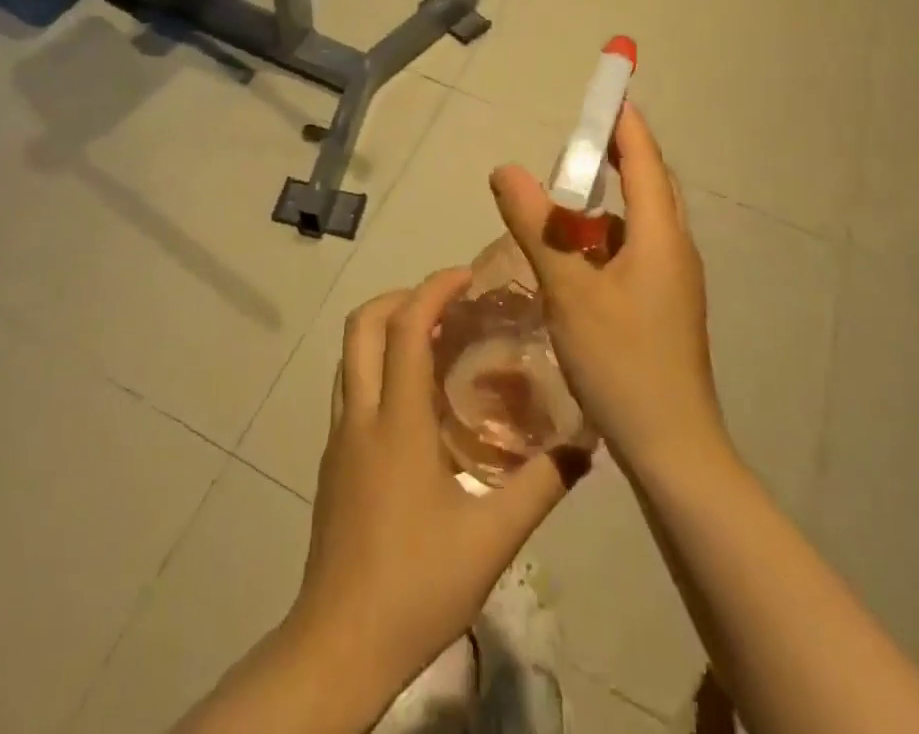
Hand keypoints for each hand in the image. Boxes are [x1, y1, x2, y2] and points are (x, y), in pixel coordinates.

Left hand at [286, 270, 579, 713]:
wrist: (341, 642)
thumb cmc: (417, 584)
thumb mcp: (493, 538)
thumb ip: (541, 485)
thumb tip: (586, 444)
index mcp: (397, 420)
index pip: (406, 327)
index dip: (433, 290)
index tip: (466, 276)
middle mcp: (360, 414)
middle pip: (363, 325)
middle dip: (402, 298)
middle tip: (447, 305)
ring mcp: (339, 436)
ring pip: (350, 354)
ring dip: (386, 329)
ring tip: (434, 341)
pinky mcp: (332, 459)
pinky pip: (351, 387)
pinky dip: (378, 365)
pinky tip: (414, 401)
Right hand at [489, 103, 726, 476]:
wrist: (672, 450)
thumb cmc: (623, 362)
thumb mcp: (569, 289)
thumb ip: (537, 225)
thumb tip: (506, 169)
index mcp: (660, 235)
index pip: (644, 158)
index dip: (624, 121)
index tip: (606, 90)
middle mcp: (674, 249)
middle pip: (647, 184)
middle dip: (615, 155)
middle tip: (574, 141)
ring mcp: (672, 281)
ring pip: (639, 222)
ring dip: (606, 201)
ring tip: (562, 197)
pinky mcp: (663, 307)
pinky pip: (633, 251)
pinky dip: (604, 238)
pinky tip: (572, 258)